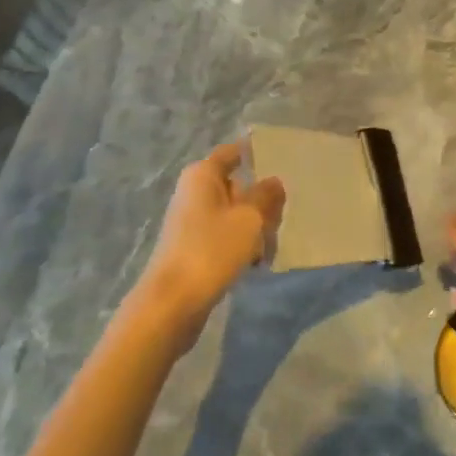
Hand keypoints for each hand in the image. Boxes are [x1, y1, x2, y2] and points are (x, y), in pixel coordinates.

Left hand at [137, 142, 285, 341]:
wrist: (172, 303)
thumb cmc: (211, 249)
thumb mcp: (249, 218)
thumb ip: (266, 196)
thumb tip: (274, 182)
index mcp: (203, 174)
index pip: (233, 152)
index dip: (256, 154)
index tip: (283, 161)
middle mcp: (194, 191)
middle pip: (237, 185)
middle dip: (261, 200)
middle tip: (280, 218)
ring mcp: (192, 220)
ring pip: (233, 213)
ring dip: (254, 227)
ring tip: (270, 247)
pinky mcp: (193, 247)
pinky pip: (225, 235)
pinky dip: (241, 244)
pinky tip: (256, 263)